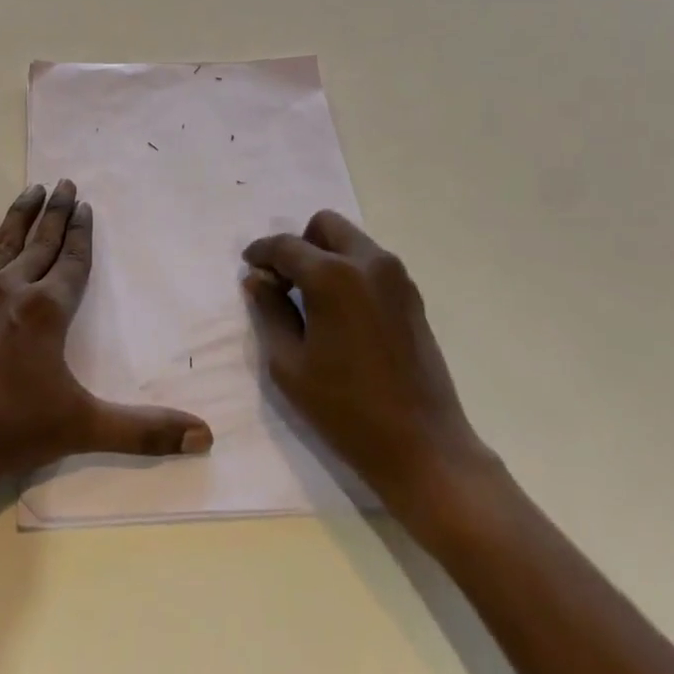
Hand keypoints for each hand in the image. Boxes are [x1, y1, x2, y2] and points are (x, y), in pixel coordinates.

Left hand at [0, 180, 212, 501]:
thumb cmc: (8, 430)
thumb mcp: (83, 428)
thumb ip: (144, 430)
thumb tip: (205, 436)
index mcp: (47, 309)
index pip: (72, 260)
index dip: (81, 233)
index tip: (85, 206)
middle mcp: (12, 288)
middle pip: (42, 241)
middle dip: (57, 212)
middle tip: (65, 183)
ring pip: (4, 241)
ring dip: (21, 214)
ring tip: (33, 189)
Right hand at [242, 211, 485, 508]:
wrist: (423, 448)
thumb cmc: (346, 410)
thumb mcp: (289, 364)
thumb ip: (270, 311)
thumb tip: (258, 279)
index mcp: (333, 277)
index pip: (286, 246)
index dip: (261, 252)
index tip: (249, 267)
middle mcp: (368, 263)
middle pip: (325, 226)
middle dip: (300, 245)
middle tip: (285, 282)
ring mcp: (396, 278)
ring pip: (351, 242)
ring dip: (326, 256)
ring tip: (312, 300)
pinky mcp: (413, 297)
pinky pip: (372, 264)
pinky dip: (350, 272)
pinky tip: (341, 313)